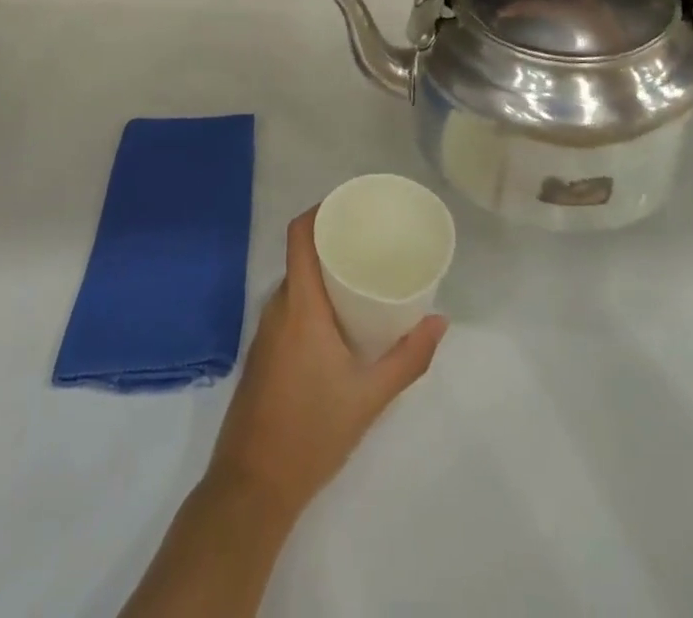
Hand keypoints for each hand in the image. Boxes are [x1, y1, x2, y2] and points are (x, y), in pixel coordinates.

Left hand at [206, 209, 447, 519]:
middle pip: (301, 255)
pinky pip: (289, 306)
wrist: (252, 487)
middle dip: (333, 241)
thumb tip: (440, 321)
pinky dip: (313, 298)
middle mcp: (277, 307)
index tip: (352, 204)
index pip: (299, 235)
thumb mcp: (370, 396)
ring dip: (324, 272)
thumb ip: (408, 358)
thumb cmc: (312, 432)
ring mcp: (265, 331)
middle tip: (372, 241)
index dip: (321, 210)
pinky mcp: (263, 353)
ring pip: (296, 283)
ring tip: (362, 275)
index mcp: (300, 305)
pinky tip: (339, 318)